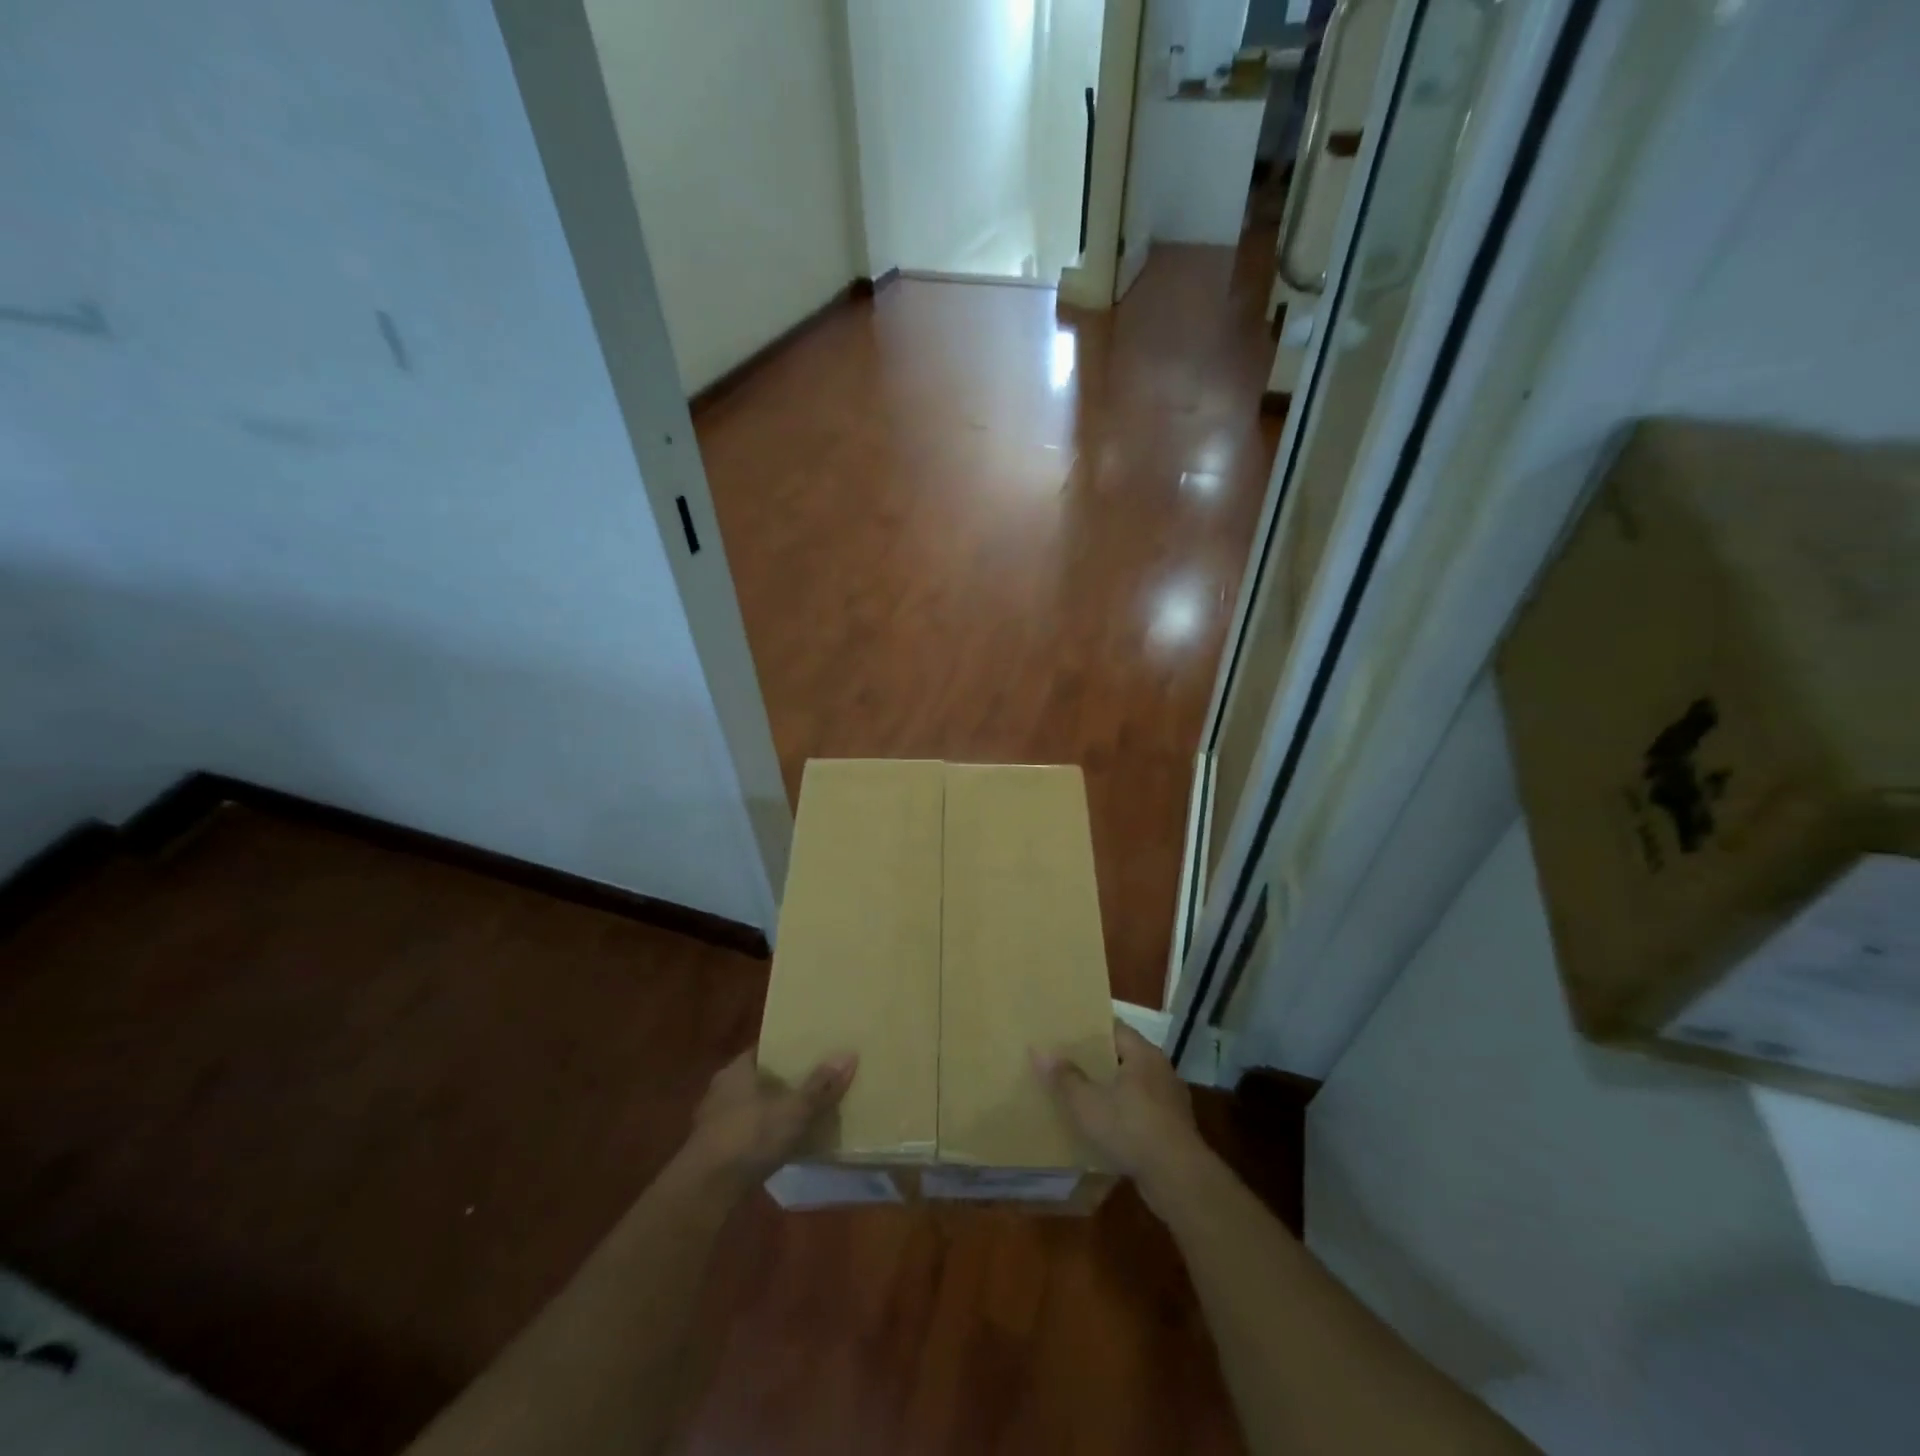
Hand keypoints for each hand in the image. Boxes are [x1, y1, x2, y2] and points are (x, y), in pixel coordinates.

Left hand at [685, 1049, 856, 1185]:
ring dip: (770, 1111)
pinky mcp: (713, 1151)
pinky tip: (780, 1145)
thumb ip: (820, 1086)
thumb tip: (849, 1055)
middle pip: (758, 1078)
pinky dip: (761, 1135)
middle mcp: (722, 1089)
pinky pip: (744, 1133)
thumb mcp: (793, 1110)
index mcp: (737, 1069)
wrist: (704, 1192)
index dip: (788, 1049)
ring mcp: (713, 1121)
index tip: (812, 1050)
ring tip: (801, 1114)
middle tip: (813, 1082)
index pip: (765, 1049)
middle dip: (782, 1082)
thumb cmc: (749, 1136)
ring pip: (750, 1107)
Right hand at [1033, 1020, 1203, 1202]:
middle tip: (1069, 1064)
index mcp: (1143, 1053)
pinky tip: (1107, 1128)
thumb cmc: (1130, 1128)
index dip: (1091, 1031)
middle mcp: (1161, 1070)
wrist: (1177, 1178)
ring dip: (1113, 1091)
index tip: (1067, 1034)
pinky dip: (1126, 1115)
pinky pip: (1143, 1111)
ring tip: (1084, 1097)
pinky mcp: (1174, 1129)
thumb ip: (1064, 1077)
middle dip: (1099, 1062)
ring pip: (1134, 1086)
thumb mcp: (1087, 1103)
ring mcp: (1171, 1100)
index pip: (1115, 1029)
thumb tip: (1040, 1052)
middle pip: (1125, 1057)